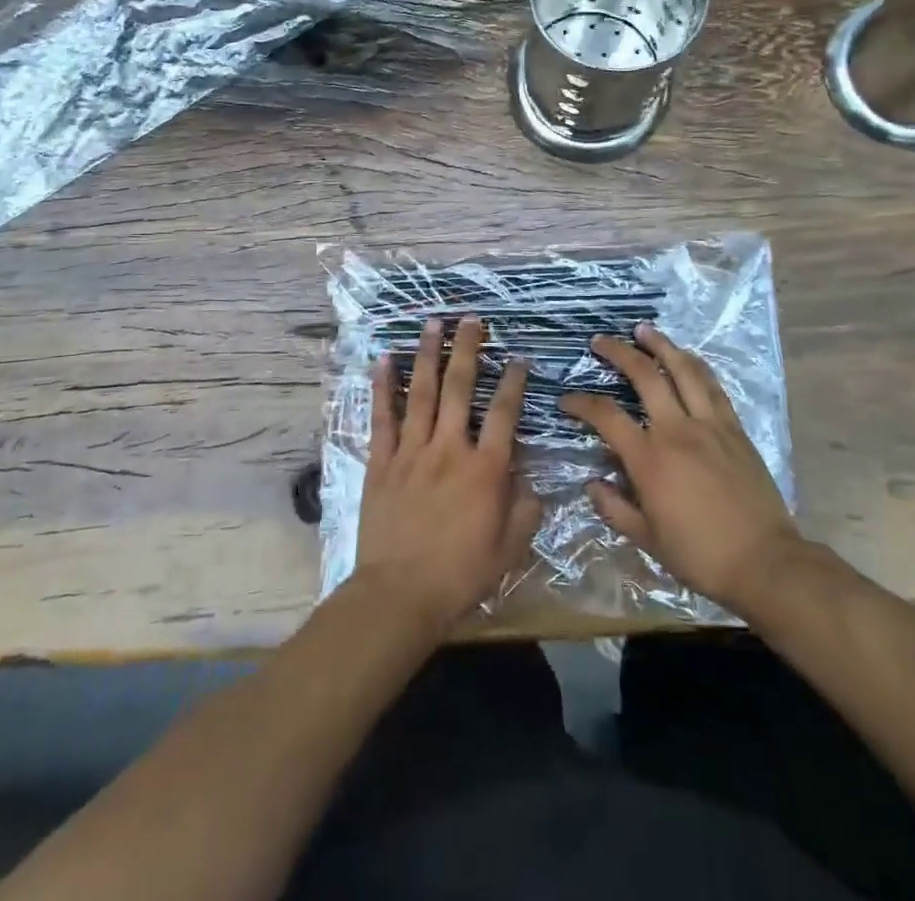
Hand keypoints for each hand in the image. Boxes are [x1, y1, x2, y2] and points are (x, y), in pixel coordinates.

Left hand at [352, 318, 542, 636]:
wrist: (400, 594)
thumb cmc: (461, 574)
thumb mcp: (510, 548)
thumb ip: (526, 509)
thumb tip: (532, 480)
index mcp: (485, 468)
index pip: (503, 412)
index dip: (513, 382)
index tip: (518, 359)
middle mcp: (449, 448)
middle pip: (459, 387)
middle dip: (467, 349)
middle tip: (470, 320)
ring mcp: (412, 451)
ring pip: (420, 391)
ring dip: (427, 354)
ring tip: (432, 323)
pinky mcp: (382, 461)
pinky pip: (383, 416)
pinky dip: (383, 386)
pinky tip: (384, 359)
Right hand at [559, 324, 807, 616]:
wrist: (765, 562)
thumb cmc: (700, 555)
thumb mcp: (646, 540)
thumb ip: (614, 508)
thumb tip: (592, 484)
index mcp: (650, 459)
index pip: (606, 416)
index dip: (582, 403)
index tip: (566, 400)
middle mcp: (677, 430)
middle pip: (644, 375)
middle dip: (618, 352)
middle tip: (601, 341)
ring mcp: (710, 425)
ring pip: (683, 370)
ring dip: (661, 345)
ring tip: (644, 330)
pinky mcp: (734, 429)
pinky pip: (713, 387)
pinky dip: (696, 366)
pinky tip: (687, 357)